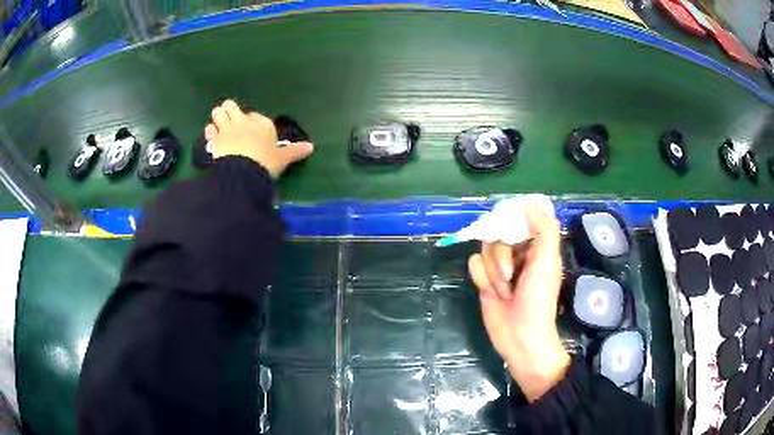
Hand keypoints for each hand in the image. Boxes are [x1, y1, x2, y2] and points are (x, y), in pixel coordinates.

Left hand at [205, 100, 313, 177]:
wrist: (244, 172)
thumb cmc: (266, 162)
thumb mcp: (283, 158)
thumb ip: (295, 151)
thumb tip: (312, 147)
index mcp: (262, 123)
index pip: (256, 115)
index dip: (253, 119)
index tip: (252, 127)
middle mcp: (244, 121)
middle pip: (232, 107)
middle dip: (230, 110)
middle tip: (230, 119)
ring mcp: (227, 129)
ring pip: (218, 113)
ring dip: (218, 116)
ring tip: (219, 124)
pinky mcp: (215, 140)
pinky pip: (210, 130)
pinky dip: (210, 131)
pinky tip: (211, 135)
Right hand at [467, 200, 570, 401]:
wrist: (519, 336)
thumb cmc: (538, 299)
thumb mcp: (546, 261)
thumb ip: (544, 229)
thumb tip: (530, 202)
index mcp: (536, 245)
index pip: (520, 218)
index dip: (513, 221)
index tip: (510, 231)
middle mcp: (518, 252)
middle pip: (498, 233)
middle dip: (502, 256)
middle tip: (511, 275)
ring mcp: (500, 266)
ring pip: (484, 248)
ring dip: (492, 271)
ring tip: (504, 291)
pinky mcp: (485, 279)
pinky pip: (473, 264)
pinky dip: (482, 278)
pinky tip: (491, 293)